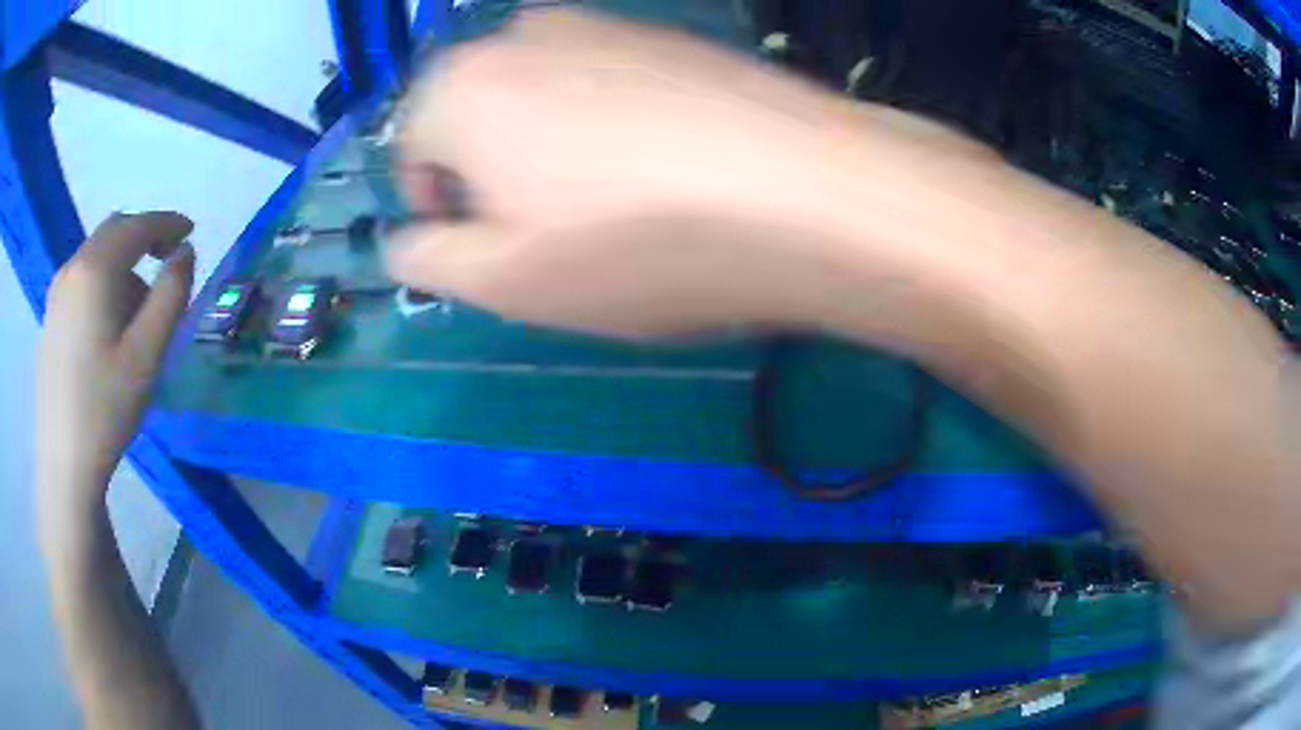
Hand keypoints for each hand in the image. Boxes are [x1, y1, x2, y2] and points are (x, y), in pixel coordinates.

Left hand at [37, 212, 194, 512]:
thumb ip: (172, 295)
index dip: (168, 223)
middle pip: (114, 233)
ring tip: (137, 314)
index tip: (191, 233)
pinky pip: (81, 281)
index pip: (137, 226)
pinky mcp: (50, 318)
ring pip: (96, 257)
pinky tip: (109, 327)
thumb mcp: (148, 354)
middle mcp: (72, 268)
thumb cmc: (106, 408)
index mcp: (95, 269)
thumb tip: (185, 253)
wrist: (65, 463)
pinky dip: (103, 285)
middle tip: (167, 265)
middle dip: (144, 240)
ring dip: (122, 266)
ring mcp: (56, 293)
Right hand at [387, 8, 993, 338]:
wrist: (803, 192)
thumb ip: (428, 259)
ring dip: (555, 151)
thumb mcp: (505, 281)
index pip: (411, 148)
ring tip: (617, 207)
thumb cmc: (636, 242)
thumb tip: (402, 240)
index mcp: (461, 87)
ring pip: (544, 98)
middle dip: (496, 175)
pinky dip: (614, 127)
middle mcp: (522, 36)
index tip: (487, 247)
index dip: (440, 205)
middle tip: (553, 234)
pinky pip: (610, 85)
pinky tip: (667, 170)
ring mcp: (603, 25)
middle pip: (477, 116)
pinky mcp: (668, 37)